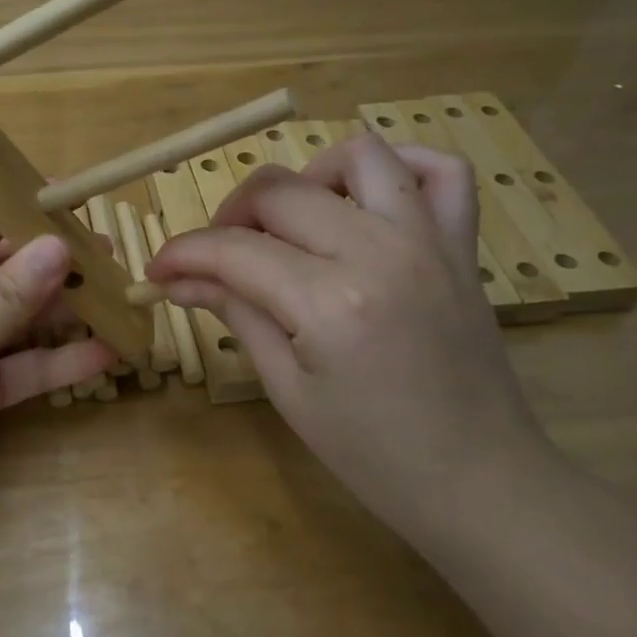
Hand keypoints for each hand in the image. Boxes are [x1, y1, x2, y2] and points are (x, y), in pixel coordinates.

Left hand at [0, 212, 114, 543]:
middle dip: (55, 265)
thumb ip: (2, 299)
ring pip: (24, 321)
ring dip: (68, 312)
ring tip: (121, 298)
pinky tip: (107, 354)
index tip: (75, 201)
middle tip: (112, 257)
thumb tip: (59, 245)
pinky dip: (64, 361)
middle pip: (7, 274)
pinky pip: (29, 368)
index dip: (21, 212)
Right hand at [146, 134, 546, 520]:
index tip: (157, 270)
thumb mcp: (287, 388)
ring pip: (358, 154)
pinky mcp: (462, 246)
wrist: (479, 482)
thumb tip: (177, 278)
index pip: (233, 250)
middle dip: (229, 217)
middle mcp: (380, 252)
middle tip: (216, 260)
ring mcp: (429, 241)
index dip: (182, 254)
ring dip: (307, 177)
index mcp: (330, 302)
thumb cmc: (372, 453)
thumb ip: (234, 313)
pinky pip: (441, 171)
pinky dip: (400, 167)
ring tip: (293, 223)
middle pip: (280, 190)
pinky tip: (367, 202)